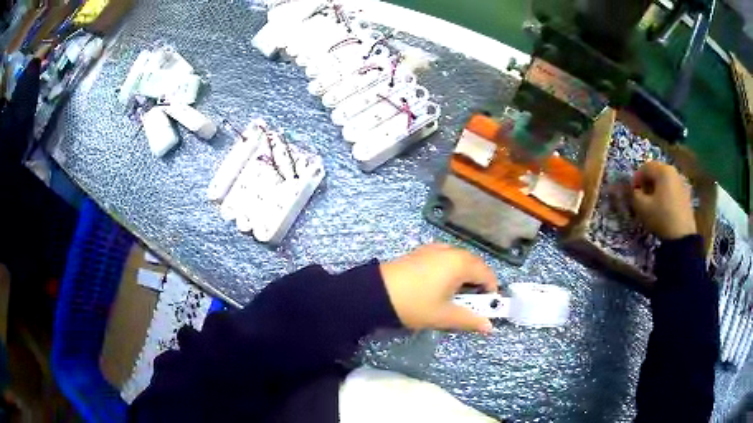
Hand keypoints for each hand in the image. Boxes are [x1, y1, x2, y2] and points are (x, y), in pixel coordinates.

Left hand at [379, 244, 497, 333]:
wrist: (376, 293)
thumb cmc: (415, 304)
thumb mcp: (444, 316)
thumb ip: (470, 320)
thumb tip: (489, 327)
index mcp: (460, 263)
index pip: (487, 274)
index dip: (491, 291)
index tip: (486, 308)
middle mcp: (451, 250)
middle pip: (474, 265)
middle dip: (477, 284)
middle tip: (470, 304)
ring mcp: (434, 249)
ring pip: (459, 261)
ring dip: (464, 277)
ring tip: (454, 297)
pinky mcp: (421, 251)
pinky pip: (445, 259)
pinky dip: (450, 271)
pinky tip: (438, 286)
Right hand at [632, 161, 696, 239]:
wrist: (682, 237)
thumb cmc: (661, 217)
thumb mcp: (642, 207)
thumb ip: (634, 194)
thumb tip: (632, 190)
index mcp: (662, 170)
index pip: (644, 168)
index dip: (635, 179)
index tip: (632, 193)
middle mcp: (673, 171)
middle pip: (655, 172)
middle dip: (646, 183)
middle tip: (641, 197)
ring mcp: (681, 183)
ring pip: (664, 181)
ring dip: (656, 189)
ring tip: (652, 204)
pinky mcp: (686, 195)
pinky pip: (672, 189)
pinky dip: (665, 195)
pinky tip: (662, 208)